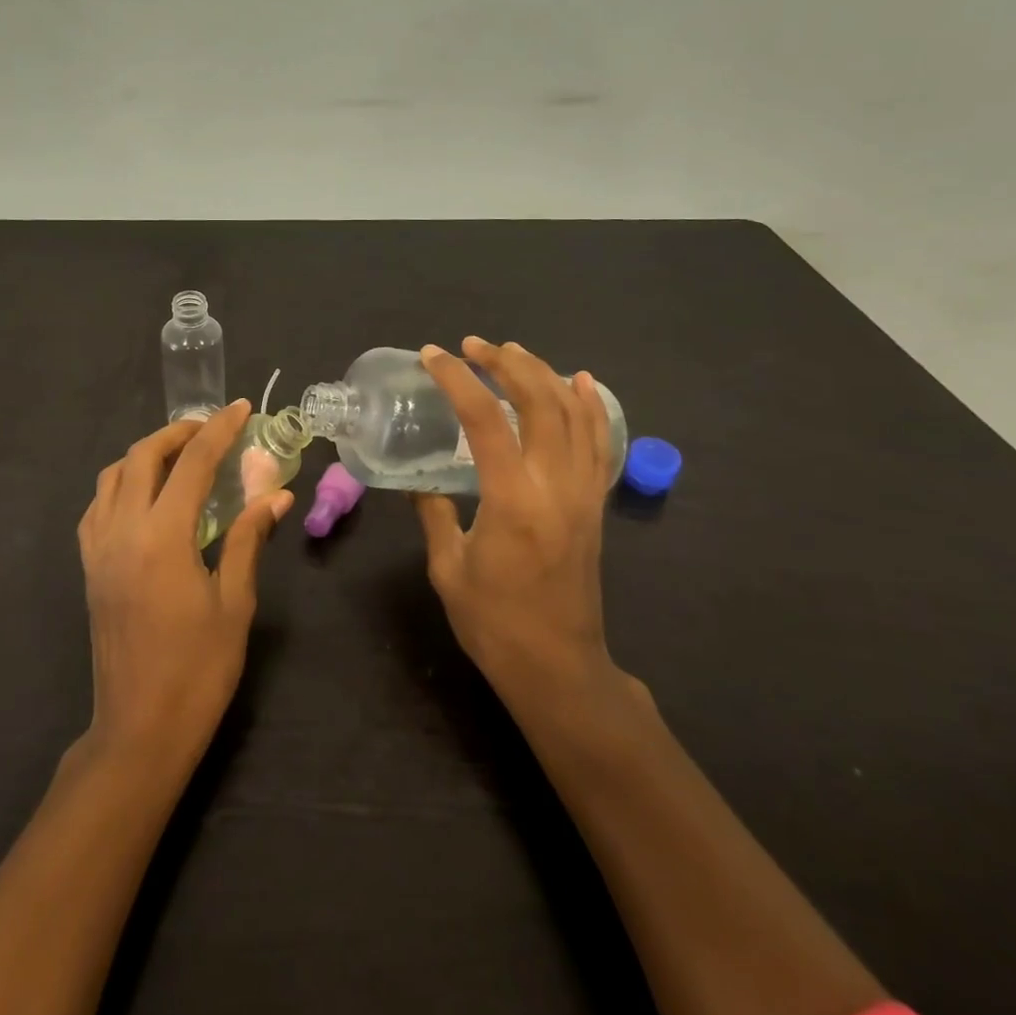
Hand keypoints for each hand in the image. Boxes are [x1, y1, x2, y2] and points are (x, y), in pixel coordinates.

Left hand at [78, 401, 292, 770]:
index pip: (193, 464)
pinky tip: (147, 497)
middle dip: (178, 433)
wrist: (139, 729)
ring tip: (180, 457)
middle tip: (211, 429)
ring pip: (112, 476)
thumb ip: (249, 539)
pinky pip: (98, 506)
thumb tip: (276, 494)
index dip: (219, 430)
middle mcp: (122, 531)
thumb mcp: (234, 602)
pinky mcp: (89, 568)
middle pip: (142, 457)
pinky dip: (122, 484)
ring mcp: (98, 549)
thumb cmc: (198, 669)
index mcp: (162, 538)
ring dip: (146, 454)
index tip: (241, 408)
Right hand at [413, 338, 629, 720]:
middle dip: (505, 363)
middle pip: (540, 401)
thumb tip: (416, 480)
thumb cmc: (495, 624)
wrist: (558, 668)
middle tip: (473, 346)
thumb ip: (433, 513)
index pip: (486, 419)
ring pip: (574, 413)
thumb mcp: (448, 568)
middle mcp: (556, 486)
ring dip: (543, 374)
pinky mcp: (595, 504)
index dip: (458, 379)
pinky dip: (590, 405)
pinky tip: (578, 381)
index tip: (433, 356)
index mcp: (513, 500)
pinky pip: (599, 442)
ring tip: (513, 352)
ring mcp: (583, 493)